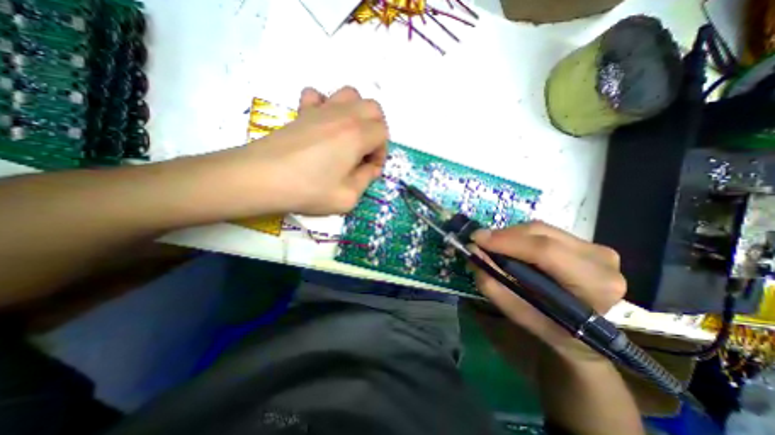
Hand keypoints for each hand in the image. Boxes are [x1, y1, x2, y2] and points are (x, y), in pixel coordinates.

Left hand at [229, 86, 386, 214]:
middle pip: (373, 109)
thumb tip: (369, 168)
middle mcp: (342, 115)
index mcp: (357, 135)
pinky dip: (326, 105)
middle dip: (376, 129)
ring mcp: (320, 110)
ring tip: (349, 136)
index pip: (383, 134)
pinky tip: (323, 124)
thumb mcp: (347, 197)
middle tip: (365, 151)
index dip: (381, 153)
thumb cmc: (308, 190)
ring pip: (350, 95)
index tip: (370, 169)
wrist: (260, 178)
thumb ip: (365, 180)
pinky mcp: (301, 112)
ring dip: (357, 114)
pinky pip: (318, 96)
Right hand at [469, 223, 625, 361]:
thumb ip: (493, 284)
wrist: (585, 335)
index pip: (545, 251)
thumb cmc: (551, 329)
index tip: (476, 239)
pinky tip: (511, 247)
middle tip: (480, 242)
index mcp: (593, 285)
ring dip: (510, 235)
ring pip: (540, 228)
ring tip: (493, 246)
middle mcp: (601, 260)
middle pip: (541, 233)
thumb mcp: (518, 313)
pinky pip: (544, 231)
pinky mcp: (585, 242)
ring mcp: (596, 248)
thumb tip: (473, 252)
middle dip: (504, 235)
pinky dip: (521, 236)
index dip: (507, 241)